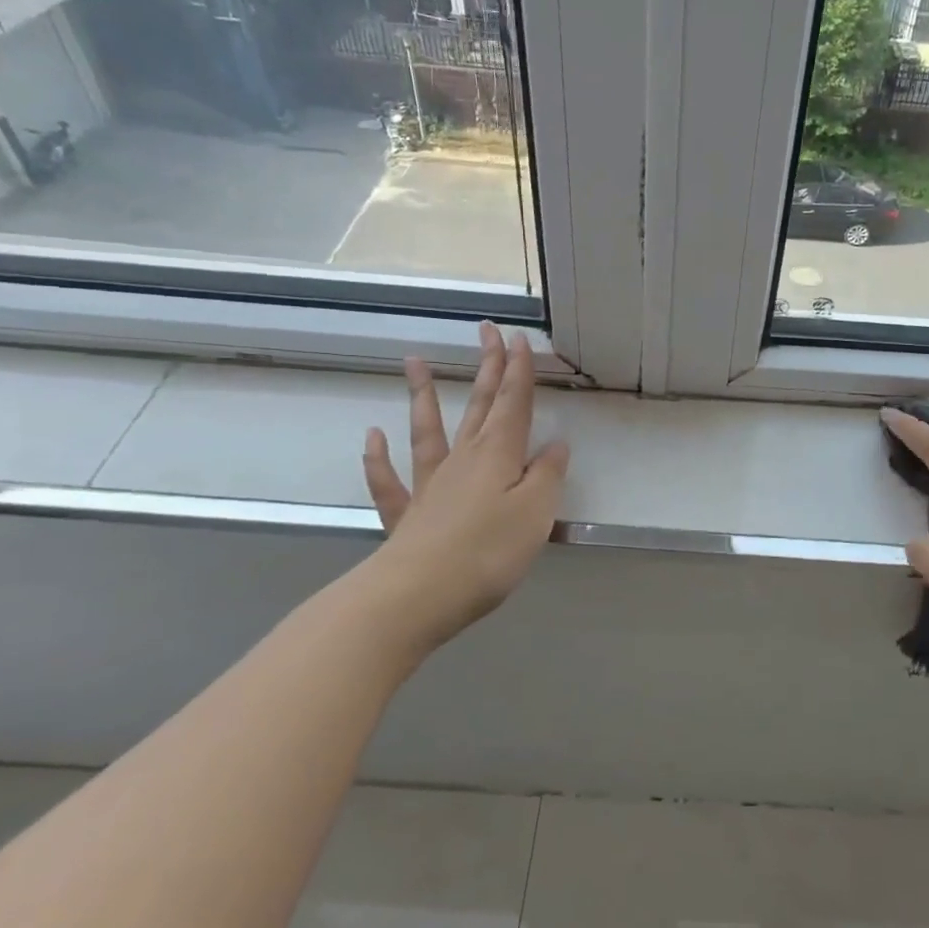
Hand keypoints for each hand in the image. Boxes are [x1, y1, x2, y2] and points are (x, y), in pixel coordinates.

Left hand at [361, 322, 569, 651]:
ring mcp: (430, 485)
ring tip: (414, 362)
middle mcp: (464, 460)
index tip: (517, 338)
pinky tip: (372, 436)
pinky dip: (378, 458)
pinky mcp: (407, 515)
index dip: (518, 370)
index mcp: (499, 456)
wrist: (418, 595)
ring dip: (424, 396)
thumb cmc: (488, 552)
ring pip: (428, 430)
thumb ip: (547, 476)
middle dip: (487, 368)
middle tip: (486, 331)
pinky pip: (390, 481)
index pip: (513, 403)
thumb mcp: (536, 513)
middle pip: (479, 406)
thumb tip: (556, 446)